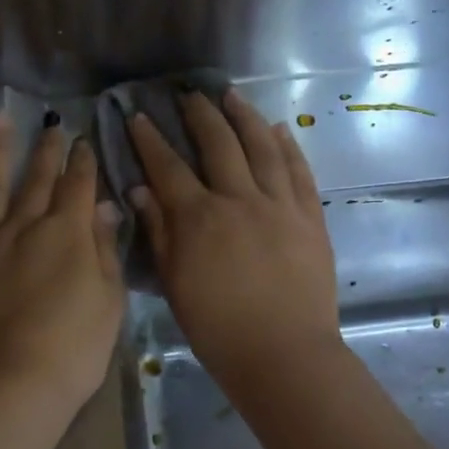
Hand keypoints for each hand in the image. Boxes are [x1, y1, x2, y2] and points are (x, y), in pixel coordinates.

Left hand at [0, 113, 126, 421]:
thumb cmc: (71, 351)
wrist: (5, 388)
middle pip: (36, 179)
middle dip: (46, 148)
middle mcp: (23, 225)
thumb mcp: (109, 302)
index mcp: (66, 234)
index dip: (82, 161)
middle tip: (51, 122)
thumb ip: (104, 249)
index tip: (83, 139)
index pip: (78, 186)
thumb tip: (104, 205)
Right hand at [129, 89, 341, 394]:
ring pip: (262, 146)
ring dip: (245, 117)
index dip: (150, 140)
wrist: (284, 355)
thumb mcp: (175, 284)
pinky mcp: (310, 217)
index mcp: (200, 218)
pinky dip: (288, 146)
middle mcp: (240, 199)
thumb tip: (140, 190)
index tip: (138, 116)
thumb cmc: (218, 328)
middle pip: (218, 144)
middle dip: (200, 114)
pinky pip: (299, 171)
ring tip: (232, 95)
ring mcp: (280, 205)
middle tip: (189, 94)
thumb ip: (159, 233)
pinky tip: (279, 128)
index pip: (168, 166)